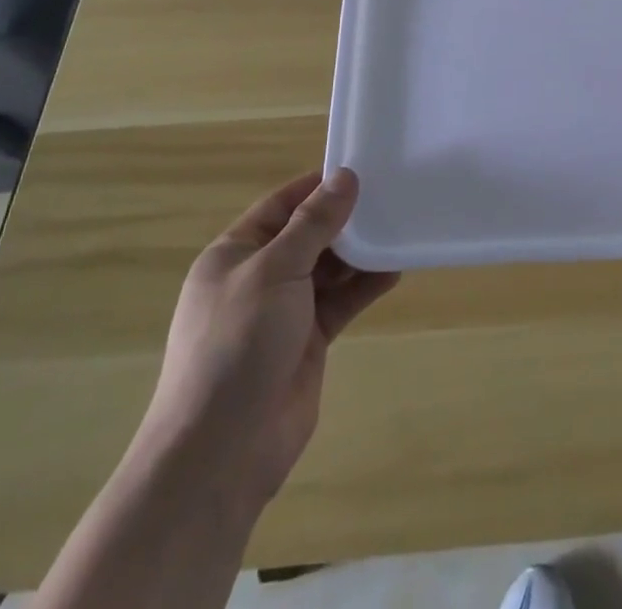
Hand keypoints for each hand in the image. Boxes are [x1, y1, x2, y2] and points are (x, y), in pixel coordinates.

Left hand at [136, 169, 398, 520]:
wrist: (221, 452)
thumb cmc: (237, 345)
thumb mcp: (274, 271)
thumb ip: (313, 224)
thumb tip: (345, 177)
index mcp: (235, 253)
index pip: (282, 205)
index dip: (318, 186)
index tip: (362, 169)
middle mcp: (258, 277)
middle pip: (308, 235)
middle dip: (345, 219)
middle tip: (391, 195)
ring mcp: (283, 312)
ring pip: (329, 268)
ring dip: (360, 252)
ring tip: (399, 228)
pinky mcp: (307, 341)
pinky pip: (341, 301)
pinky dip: (365, 286)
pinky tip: (394, 270)